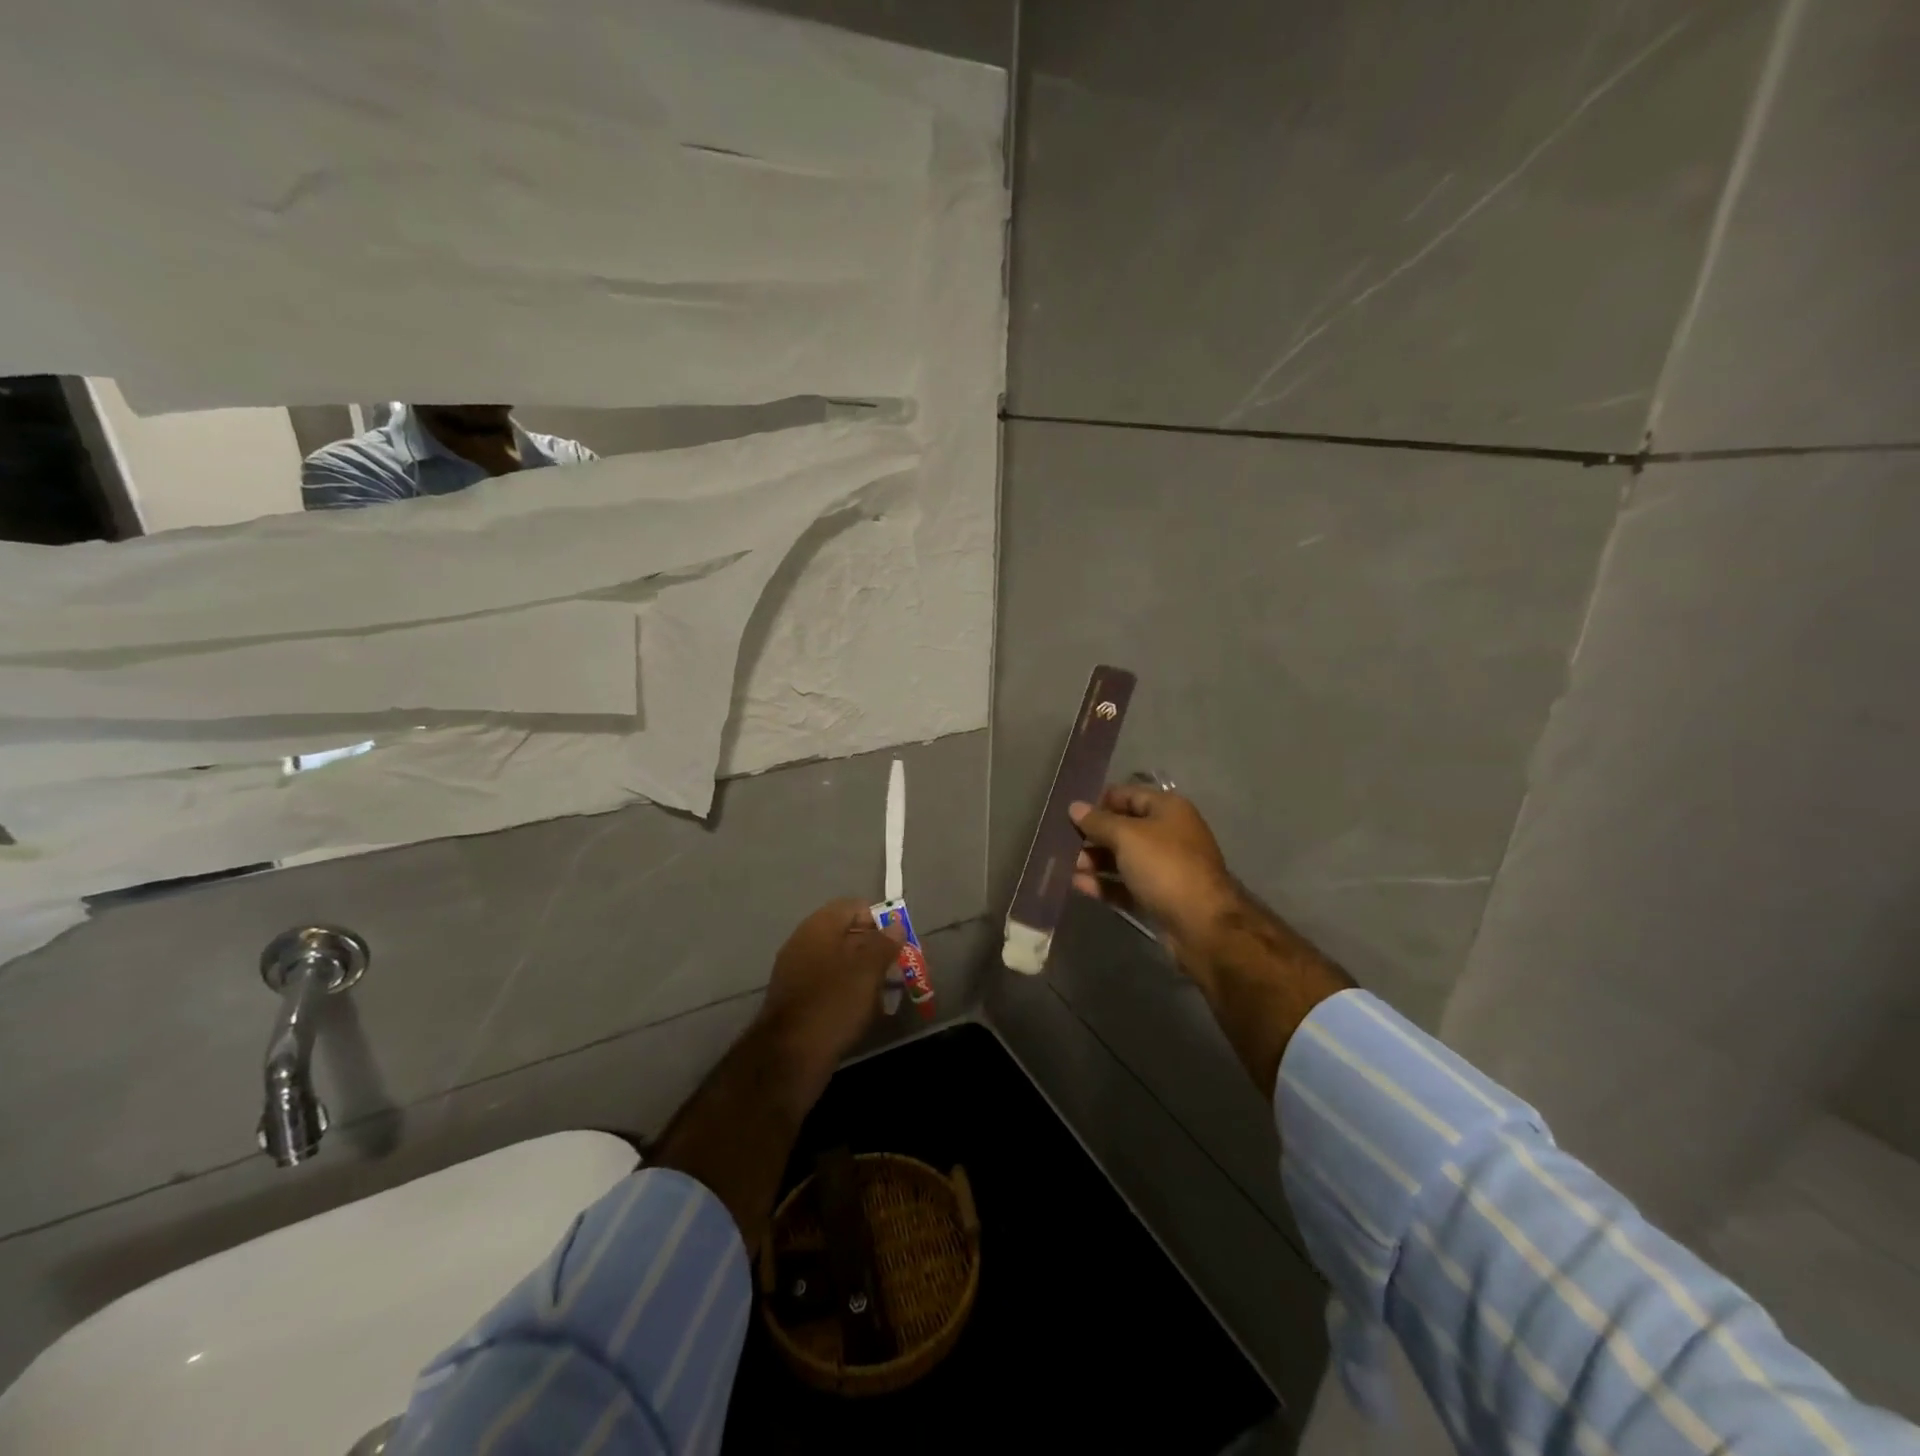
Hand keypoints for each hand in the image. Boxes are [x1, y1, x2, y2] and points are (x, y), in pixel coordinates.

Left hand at [758, 898, 904, 1075]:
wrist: (790, 1057)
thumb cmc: (834, 1003)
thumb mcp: (868, 970)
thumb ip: (884, 943)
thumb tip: (895, 925)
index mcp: (819, 926)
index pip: (854, 907)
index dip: (879, 921)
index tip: (898, 944)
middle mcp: (804, 942)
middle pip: (847, 935)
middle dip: (874, 950)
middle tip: (895, 970)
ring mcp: (796, 971)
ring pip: (839, 962)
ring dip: (863, 973)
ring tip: (884, 995)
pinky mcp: (796, 999)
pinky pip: (828, 985)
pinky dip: (847, 992)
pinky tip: (863, 1012)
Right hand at [1072, 786, 1350, 1094]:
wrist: (1202, 925)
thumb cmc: (1165, 867)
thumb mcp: (1127, 836)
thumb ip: (1099, 821)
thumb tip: (1075, 808)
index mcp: (1168, 810)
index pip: (1129, 795)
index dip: (1100, 801)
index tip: (1072, 812)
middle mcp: (1168, 834)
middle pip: (1124, 828)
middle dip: (1093, 834)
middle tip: (1062, 842)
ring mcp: (1165, 868)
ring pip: (1123, 858)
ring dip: (1095, 860)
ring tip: (1066, 865)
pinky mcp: (1158, 896)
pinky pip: (1126, 884)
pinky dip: (1104, 883)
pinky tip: (1078, 885)